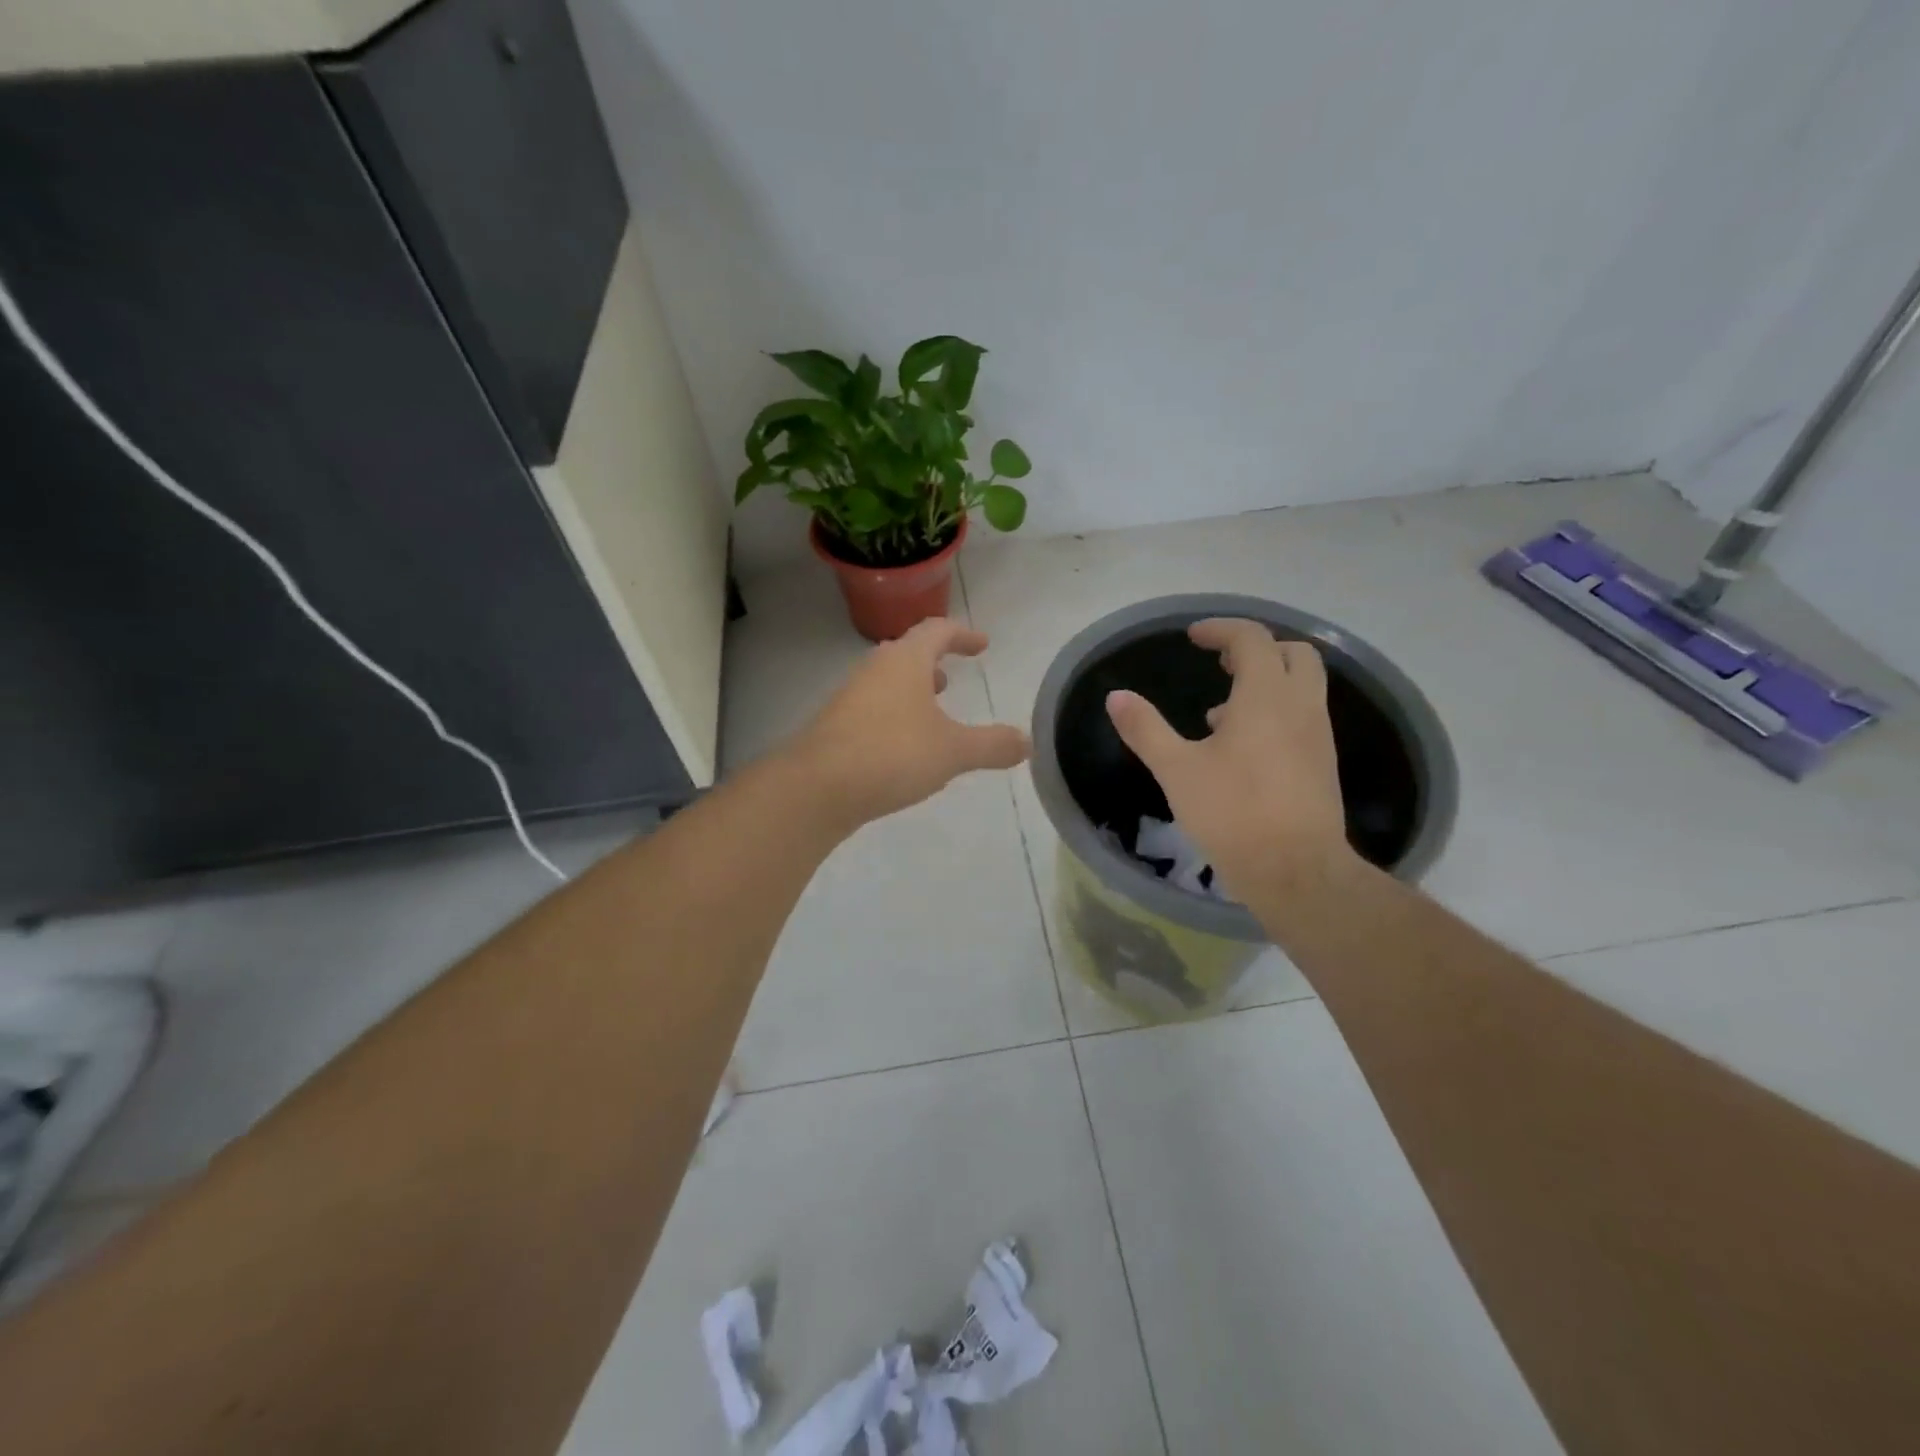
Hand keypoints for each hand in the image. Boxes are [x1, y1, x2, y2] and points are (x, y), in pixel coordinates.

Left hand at [792, 618, 1030, 828]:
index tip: (982, 645)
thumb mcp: (953, 752)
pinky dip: (895, 716)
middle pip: (907, 654)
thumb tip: (1027, 742)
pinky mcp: (835, 727)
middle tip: (951, 676)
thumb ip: (992, 745)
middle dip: (933, 662)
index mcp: (905, 662)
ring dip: (912, 690)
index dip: (963, 635)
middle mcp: (874, 670)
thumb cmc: (892, 754)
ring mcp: (850, 698)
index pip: (937, 631)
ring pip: (887, 683)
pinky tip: (903, 748)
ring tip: (932, 713)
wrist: (816, 788)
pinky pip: (873, 710)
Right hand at [1105, 618, 1353, 893]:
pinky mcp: (1322, 763)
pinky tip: (1241, 750)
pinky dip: (1275, 712)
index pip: (1252, 639)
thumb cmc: (1233, 812)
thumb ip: (1145, 729)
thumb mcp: (1177, 770)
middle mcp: (1301, 706)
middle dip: (1256, 649)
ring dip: (1266, 683)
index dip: (1221, 630)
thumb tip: (1115, 697)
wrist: (1297, 871)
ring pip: (1302, 686)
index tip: (1193, 638)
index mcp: (1266, 696)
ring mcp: (1318, 735)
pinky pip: (1302, 716)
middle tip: (1220, 664)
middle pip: (1292, 653)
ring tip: (1220, 714)